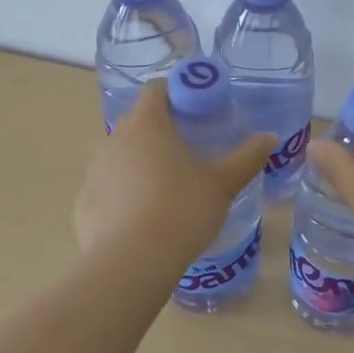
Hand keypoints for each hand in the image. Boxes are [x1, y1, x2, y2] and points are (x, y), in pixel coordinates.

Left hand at [73, 80, 274, 266]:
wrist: (130, 264)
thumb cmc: (181, 211)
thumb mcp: (222, 184)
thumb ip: (247, 157)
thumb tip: (270, 137)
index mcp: (147, 124)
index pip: (156, 89)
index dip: (178, 92)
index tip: (199, 109)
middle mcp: (114, 139)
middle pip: (139, 121)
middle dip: (163, 130)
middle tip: (191, 150)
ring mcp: (94, 171)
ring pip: (121, 155)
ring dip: (141, 162)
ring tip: (168, 187)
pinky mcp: (83, 202)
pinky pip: (108, 187)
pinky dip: (124, 193)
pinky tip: (143, 217)